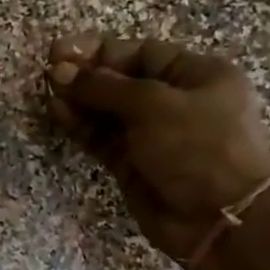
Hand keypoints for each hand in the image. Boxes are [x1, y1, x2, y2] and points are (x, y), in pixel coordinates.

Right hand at [47, 34, 269, 261]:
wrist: (220, 219)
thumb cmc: (199, 147)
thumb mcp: (154, 104)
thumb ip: (104, 86)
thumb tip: (59, 71)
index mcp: (197, 75)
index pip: (142, 53)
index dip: (101, 51)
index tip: (61, 50)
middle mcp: (175, 102)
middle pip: (122, 81)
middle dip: (86, 76)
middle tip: (49, 72)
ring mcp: (153, 136)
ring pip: (108, 111)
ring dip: (79, 100)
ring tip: (49, 92)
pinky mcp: (134, 165)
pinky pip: (103, 138)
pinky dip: (82, 126)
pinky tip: (59, 113)